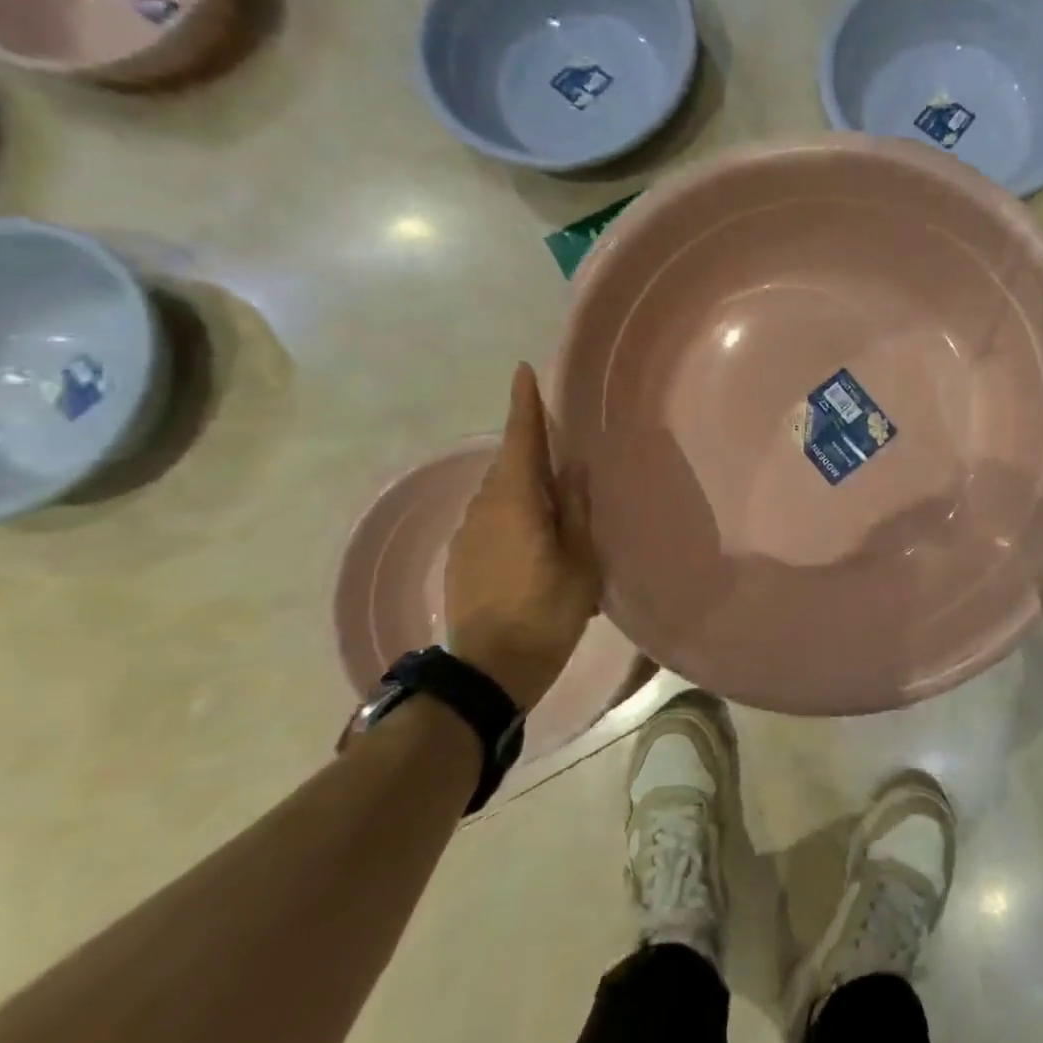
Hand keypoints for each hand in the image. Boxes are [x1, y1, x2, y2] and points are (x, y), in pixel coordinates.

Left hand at [443, 363, 600, 709]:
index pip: (520, 438)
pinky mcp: (462, 559)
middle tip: (560, 446)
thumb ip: (575, 508)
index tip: (523, 371)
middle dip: (531, 448)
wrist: (489, 671)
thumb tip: (572, 467)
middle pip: (510, 465)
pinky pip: (492, 520)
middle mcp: (485, 508)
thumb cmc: (547, 611)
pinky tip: (534, 539)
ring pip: (500, 494)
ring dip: (524, 487)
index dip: (524, 404)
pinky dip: (514, 515)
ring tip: (555, 503)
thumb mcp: (580, 560)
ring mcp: (468, 534)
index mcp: (516, 501)